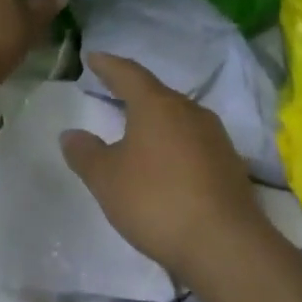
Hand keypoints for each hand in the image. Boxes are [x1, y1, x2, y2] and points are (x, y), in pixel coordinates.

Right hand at [60, 54, 280, 284]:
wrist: (224, 244)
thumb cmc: (156, 200)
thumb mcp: (106, 179)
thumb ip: (86, 153)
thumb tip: (71, 134)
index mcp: (157, 105)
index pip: (128, 73)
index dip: (108, 65)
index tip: (92, 57)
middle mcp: (190, 111)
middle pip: (157, 93)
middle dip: (133, 92)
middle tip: (112, 91)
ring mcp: (215, 137)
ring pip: (178, 117)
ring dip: (156, 119)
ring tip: (138, 128)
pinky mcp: (230, 164)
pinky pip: (194, 142)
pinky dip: (174, 144)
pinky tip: (166, 162)